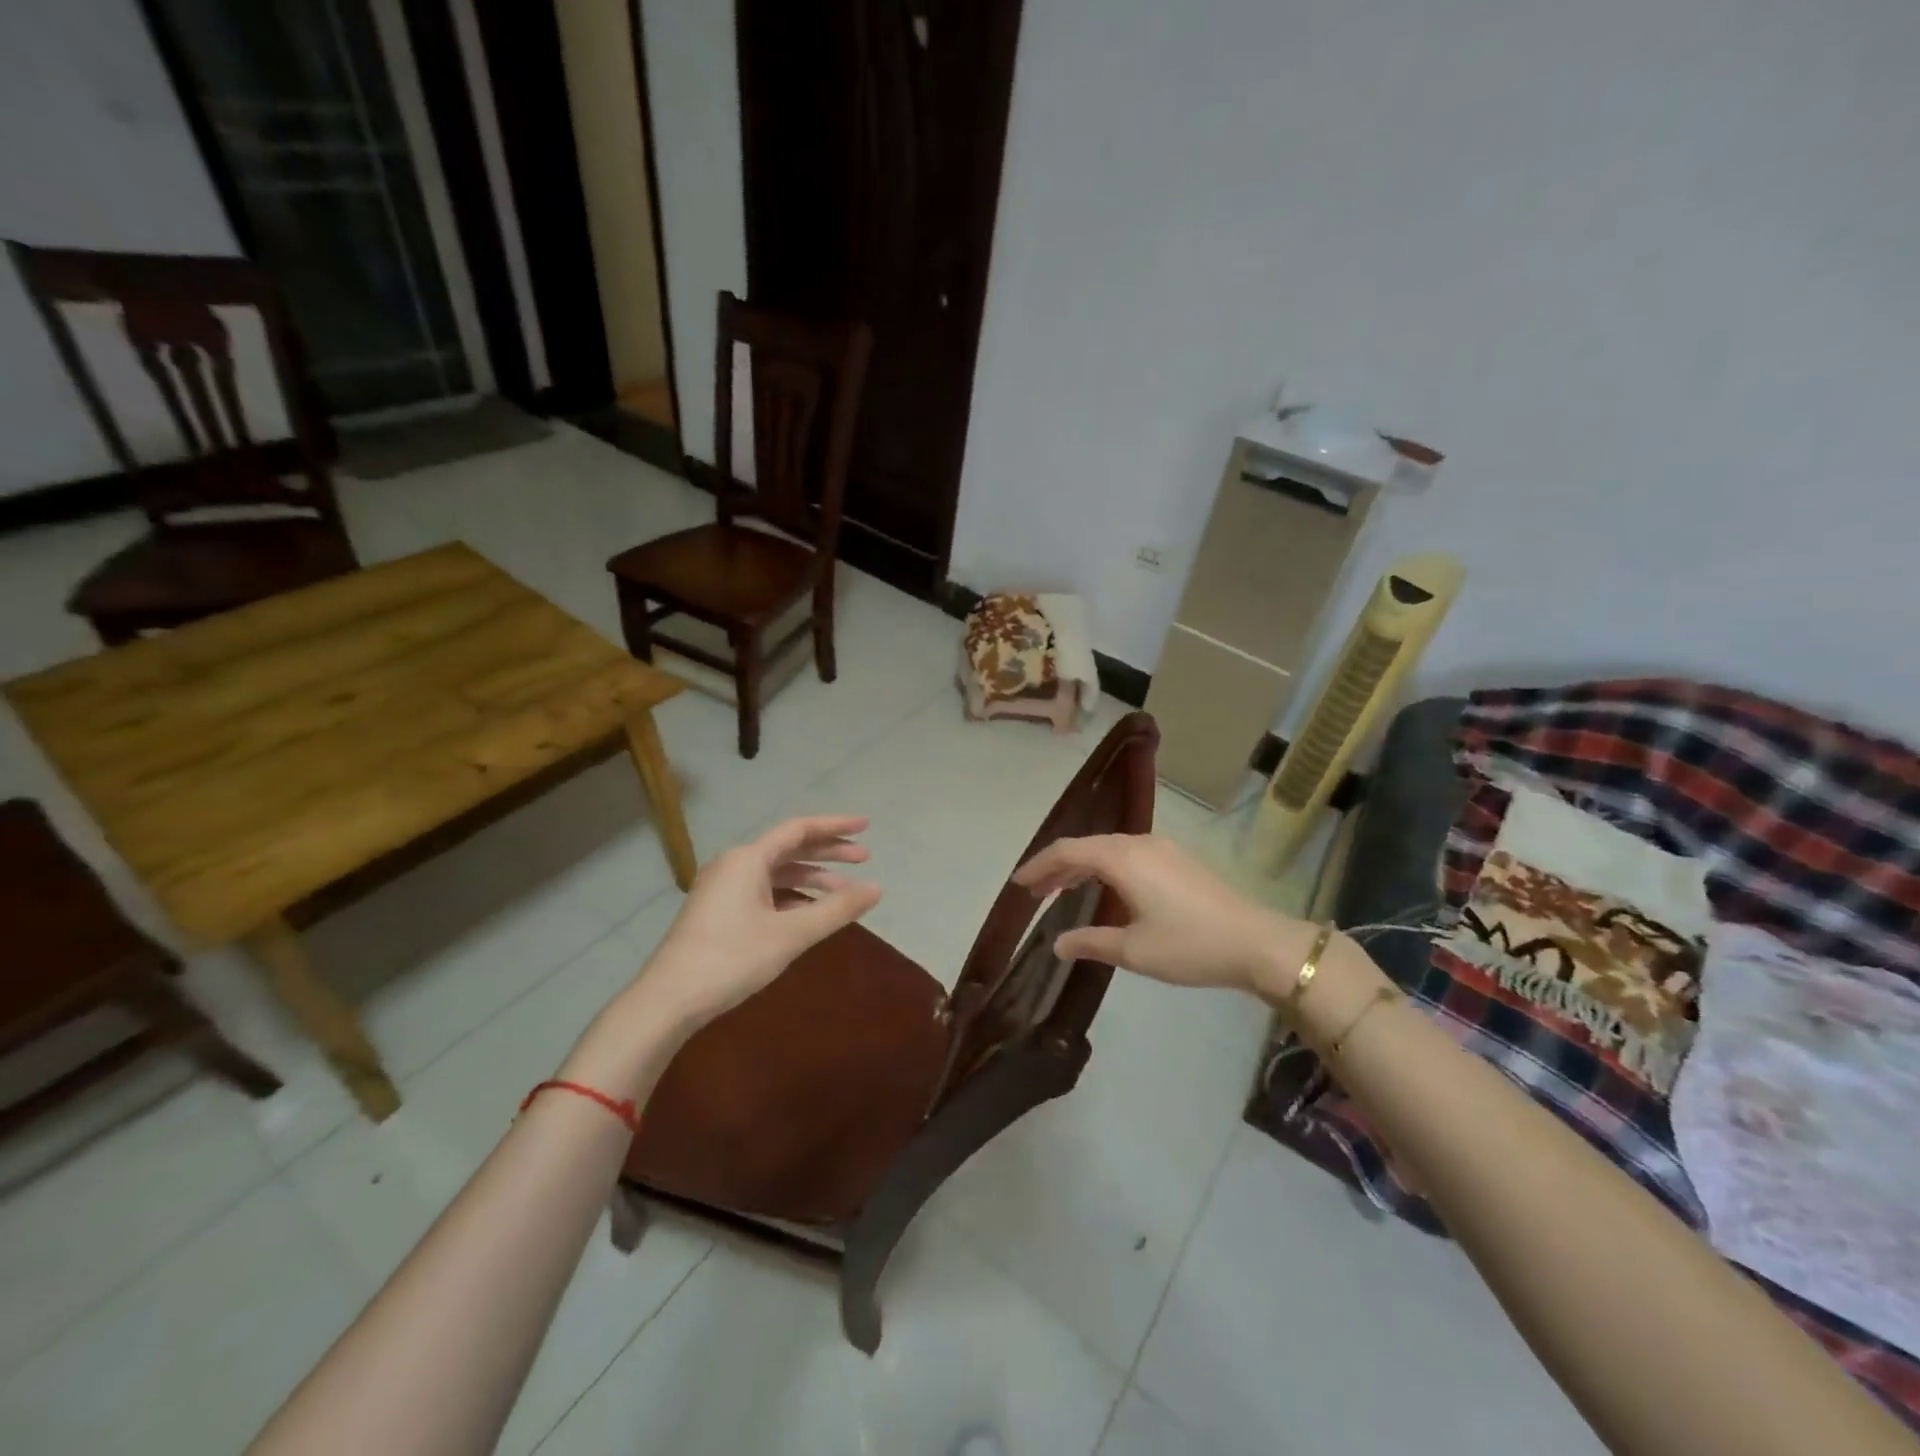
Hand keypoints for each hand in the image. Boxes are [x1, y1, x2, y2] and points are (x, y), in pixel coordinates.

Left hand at [638, 815, 881, 1028]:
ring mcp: (723, 888)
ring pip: (777, 872)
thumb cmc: (731, 958)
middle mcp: (735, 864)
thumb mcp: (790, 934)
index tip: (867, 826)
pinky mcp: (718, 910)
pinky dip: (791, 896)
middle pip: (789, 848)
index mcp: (748, 858)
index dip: (836, 826)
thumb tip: (876, 889)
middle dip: (828, 853)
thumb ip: (836, 909)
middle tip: (864, 859)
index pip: (800, 830)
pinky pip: (764, 891)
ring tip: (843, 892)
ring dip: (811, 878)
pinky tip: (810, 913)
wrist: (668, 1000)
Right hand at [1014, 833, 1313, 992]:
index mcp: (1122, 858)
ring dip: (1082, 867)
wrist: (1257, 942)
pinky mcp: (1178, 859)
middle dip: (1057, 867)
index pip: (1067, 851)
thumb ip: (1090, 943)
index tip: (1018, 885)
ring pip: (1108, 849)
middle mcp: (1139, 843)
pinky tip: (1104, 889)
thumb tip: (1057, 944)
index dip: (1039, 866)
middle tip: (1035, 892)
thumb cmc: (1189, 945)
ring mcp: (1162, 848)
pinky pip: (1128, 854)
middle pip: (1086, 846)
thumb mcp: (1134, 950)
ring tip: (1061, 891)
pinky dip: (1105, 867)